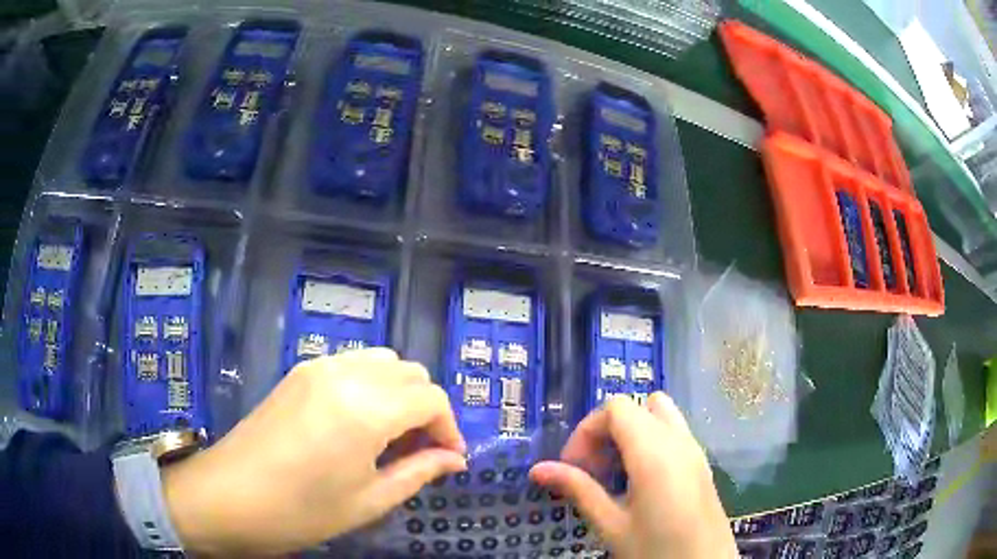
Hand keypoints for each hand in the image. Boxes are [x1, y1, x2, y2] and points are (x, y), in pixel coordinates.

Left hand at [161, 348, 466, 555]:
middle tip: (418, 451)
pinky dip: (371, 385)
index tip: (447, 459)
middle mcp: (344, 374)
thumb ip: (418, 472)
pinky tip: (357, 423)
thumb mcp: (368, 501)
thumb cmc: (300, 511)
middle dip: (425, 409)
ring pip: (382, 361)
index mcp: (366, 408)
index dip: (448, 428)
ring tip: (390, 437)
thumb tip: (455, 459)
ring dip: (398, 393)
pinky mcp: (298, 372)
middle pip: (410, 372)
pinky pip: (351, 365)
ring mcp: (317, 367)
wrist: (226, 497)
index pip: (431, 398)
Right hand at [529, 393, 735, 558]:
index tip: (573, 467)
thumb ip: (578, 490)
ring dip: (631, 433)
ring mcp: (695, 449)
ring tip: (615, 473)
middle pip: (637, 406)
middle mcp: (678, 439)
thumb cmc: (656, 549)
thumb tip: (538, 469)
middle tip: (592, 470)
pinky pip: (674, 432)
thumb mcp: (612, 524)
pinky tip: (641, 482)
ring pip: (659, 414)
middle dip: (607, 430)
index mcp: (654, 452)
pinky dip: (650, 442)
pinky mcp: (702, 462)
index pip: (615, 408)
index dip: (587, 431)